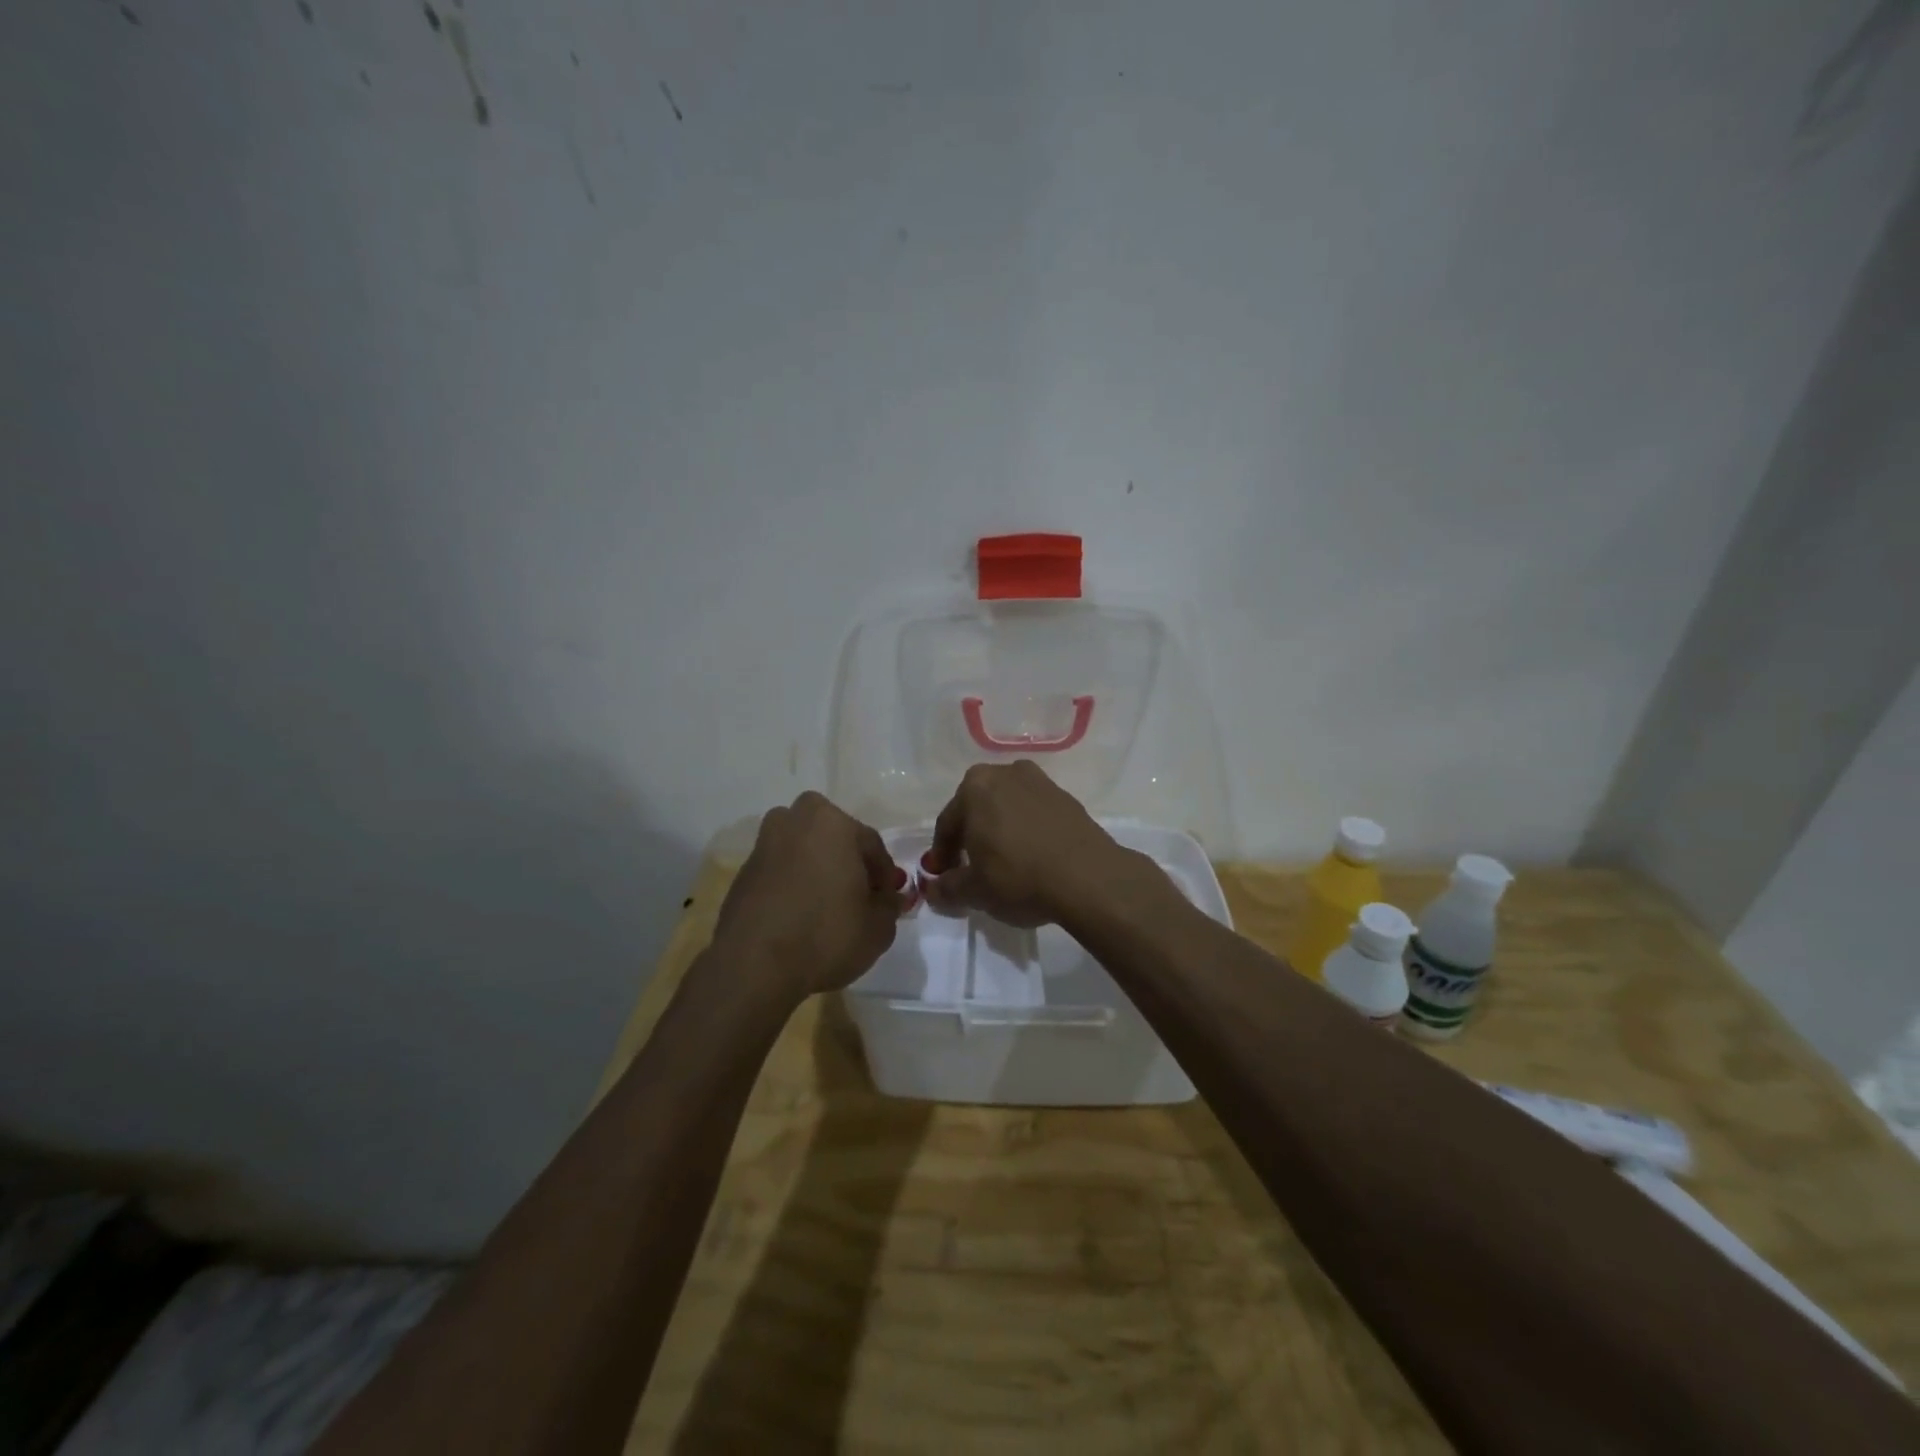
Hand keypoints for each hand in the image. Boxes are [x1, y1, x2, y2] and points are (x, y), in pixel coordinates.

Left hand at [710, 792, 905, 997]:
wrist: (754, 966)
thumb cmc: (826, 935)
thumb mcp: (878, 927)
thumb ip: (889, 905)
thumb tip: (887, 898)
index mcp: (831, 822)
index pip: (870, 843)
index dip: (884, 874)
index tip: (888, 899)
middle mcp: (794, 822)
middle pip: (832, 836)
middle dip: (847, 859)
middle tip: (857, 894)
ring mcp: (764, 846)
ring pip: (802, 850)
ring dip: (816, 868)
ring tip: (826, 904)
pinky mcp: (742, 873)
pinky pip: (780, 871)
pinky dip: (792, 884)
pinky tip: (800, 915)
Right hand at [921, 761, 1150, 927]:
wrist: (1088, 877)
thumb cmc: (1018, 877)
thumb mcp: (974, 890)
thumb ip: (947, 888)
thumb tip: (932, 888)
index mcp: (975, 787)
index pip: (947, 824)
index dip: (942, 854)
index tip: (943, 877)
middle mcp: (1006, 773)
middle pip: (977, 809)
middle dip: (971, 838)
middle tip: (971, 869)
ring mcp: (1040, 782)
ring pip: (1007, 809)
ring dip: (1000, 831)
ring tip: (1003, 863)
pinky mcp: (1067, 797)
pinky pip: (1034, 814)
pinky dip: (1026, 831)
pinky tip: (1031, 857)